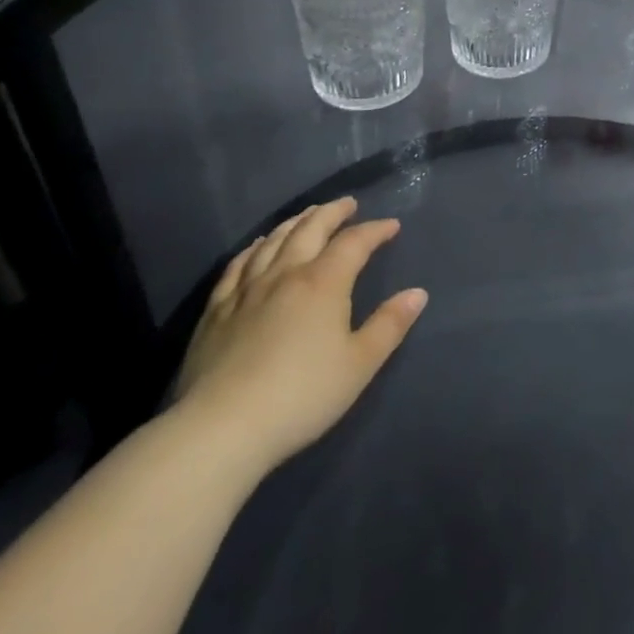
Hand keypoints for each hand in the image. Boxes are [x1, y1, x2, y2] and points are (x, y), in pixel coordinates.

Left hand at [175, 197, 426, 475]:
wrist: (220, 429)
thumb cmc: (301, 396)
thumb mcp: (359, 364)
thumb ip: (389, 325)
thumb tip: (417, 293)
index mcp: (324, 282)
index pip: (354, 242)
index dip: (375, 230)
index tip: (391, 226)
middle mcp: (285, 274)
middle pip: (310, 229)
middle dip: (332, 213)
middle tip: (347, 204)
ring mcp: (246, 290)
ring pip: (273, 241)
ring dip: (295, 222)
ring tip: (308, 216)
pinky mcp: (216, 311)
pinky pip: (237, 265)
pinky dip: (254, 247)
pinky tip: (257, 246)